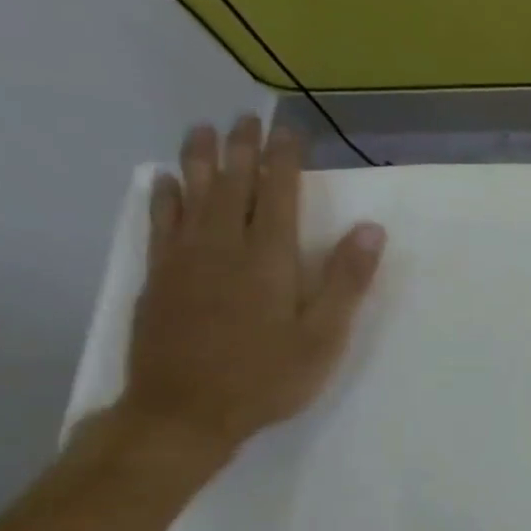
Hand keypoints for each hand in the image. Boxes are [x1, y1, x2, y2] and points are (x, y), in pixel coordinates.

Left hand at [116, 116, 385, 464]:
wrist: (184, 412)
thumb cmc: (267, 377)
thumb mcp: (323, 337)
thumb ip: (346, 281)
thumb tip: (370, 229)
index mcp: (269, 259)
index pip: (278, 194)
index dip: (284, 160)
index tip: (289, 131)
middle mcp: (223, 247)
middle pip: (232, 186)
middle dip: (241, 149)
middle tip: (245, 118)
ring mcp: (184, 260)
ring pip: (191, 196)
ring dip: (199, 160)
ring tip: (203, 131)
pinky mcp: (159, 278)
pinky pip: (160, 223)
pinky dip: (163, 197)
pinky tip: (163, 181)